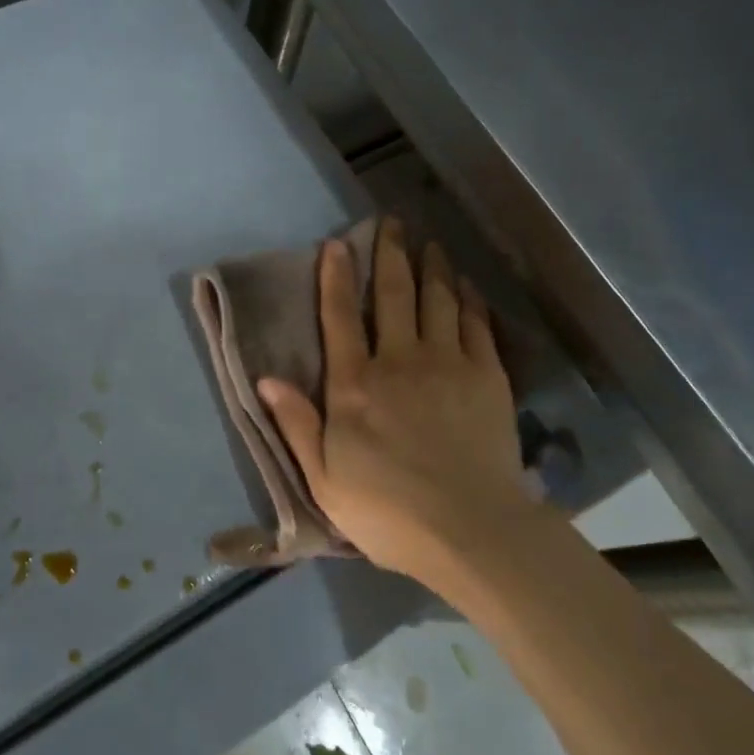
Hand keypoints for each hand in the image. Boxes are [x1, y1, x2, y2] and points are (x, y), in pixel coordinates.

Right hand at [257, 218, 524, 583]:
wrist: (470, 531)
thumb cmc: (388, 513)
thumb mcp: (324, 479)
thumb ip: (297, 424)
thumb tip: (266, 378)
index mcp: (355, 386)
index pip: (339, 318)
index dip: (335, 277)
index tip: (337, 243)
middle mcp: (399, 361)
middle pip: (393, 295)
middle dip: (389, 254)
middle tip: (391, 223)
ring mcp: (448, 364)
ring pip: (437, 300)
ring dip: (431, 267)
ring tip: (430, 243)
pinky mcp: (487, 377)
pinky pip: (476, 324)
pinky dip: (469, 299)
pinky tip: (465, 284)